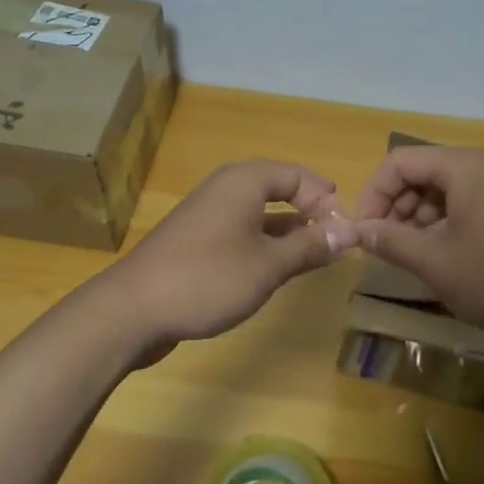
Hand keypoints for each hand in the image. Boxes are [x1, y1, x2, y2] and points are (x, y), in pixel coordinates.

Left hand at [103, 159, 358, 355]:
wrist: (133, 309)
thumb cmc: (208, 278)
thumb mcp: (269, 265)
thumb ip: (310, 246)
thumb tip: (350, 231)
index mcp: (243, 182)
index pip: (296, 174)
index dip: (324, 197)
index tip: (345, 228)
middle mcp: (224, 189)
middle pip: (276, 187)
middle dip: (308, 208)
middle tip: (333, 233)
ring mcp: (206, 214)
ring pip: (257, 210)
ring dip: (287, 228)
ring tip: (314, 252)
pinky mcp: (195, 240)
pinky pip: (240, 229)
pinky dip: (263, 242)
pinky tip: (275, 267)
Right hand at [353, 145, 483, 350]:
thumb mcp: (435, 262)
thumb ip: (391, 240)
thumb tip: (359, 230)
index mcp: (464, 167)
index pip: (399, 162)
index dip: (374, 193)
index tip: (363, 230)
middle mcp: (482, 166)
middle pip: (420, 171)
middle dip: (394, 204)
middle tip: (383, 243)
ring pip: (440, 189)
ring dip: (415, 216)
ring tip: (408, 252)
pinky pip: (462, 202)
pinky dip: (440, 222)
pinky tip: (437, 254)